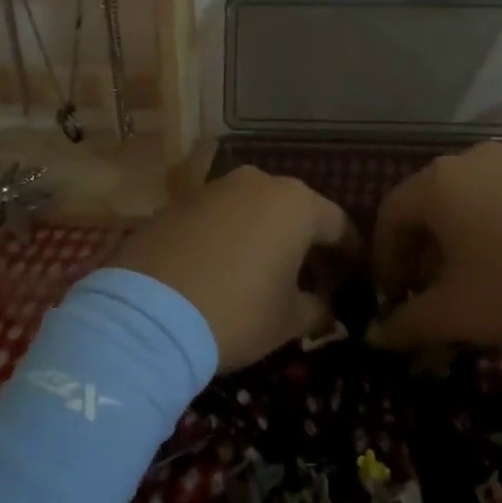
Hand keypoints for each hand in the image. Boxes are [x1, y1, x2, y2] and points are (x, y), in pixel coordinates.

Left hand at [114, 166, 352, 369]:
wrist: (146, 313)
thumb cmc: (236, 311)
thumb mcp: (287, 320)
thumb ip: (317, 311)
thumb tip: (329, 315)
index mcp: (296, 204)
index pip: (339, 225)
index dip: (351, 256)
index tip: (355, 281)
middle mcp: (258, 182)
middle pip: (297, 212)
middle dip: (308, 245)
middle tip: (314, 282)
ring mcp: (215, 188)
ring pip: (256, 210)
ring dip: (267, 238)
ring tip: (266, 275)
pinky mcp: (179, 202)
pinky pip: (220, 217)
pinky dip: (231, 238)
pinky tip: (224, 269)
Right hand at [367, 142, 501, 351]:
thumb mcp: (458, 313)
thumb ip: (408, 324)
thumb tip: (375, 336)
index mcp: (438, 184)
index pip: (390, 215)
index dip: (384, 260)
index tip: (393, 300)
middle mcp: (472, 160)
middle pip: (429, 204)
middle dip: (422, 252)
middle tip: (431, 295)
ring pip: (471, 199)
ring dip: (460, 239)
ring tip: (477, 281)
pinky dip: (499, 227)